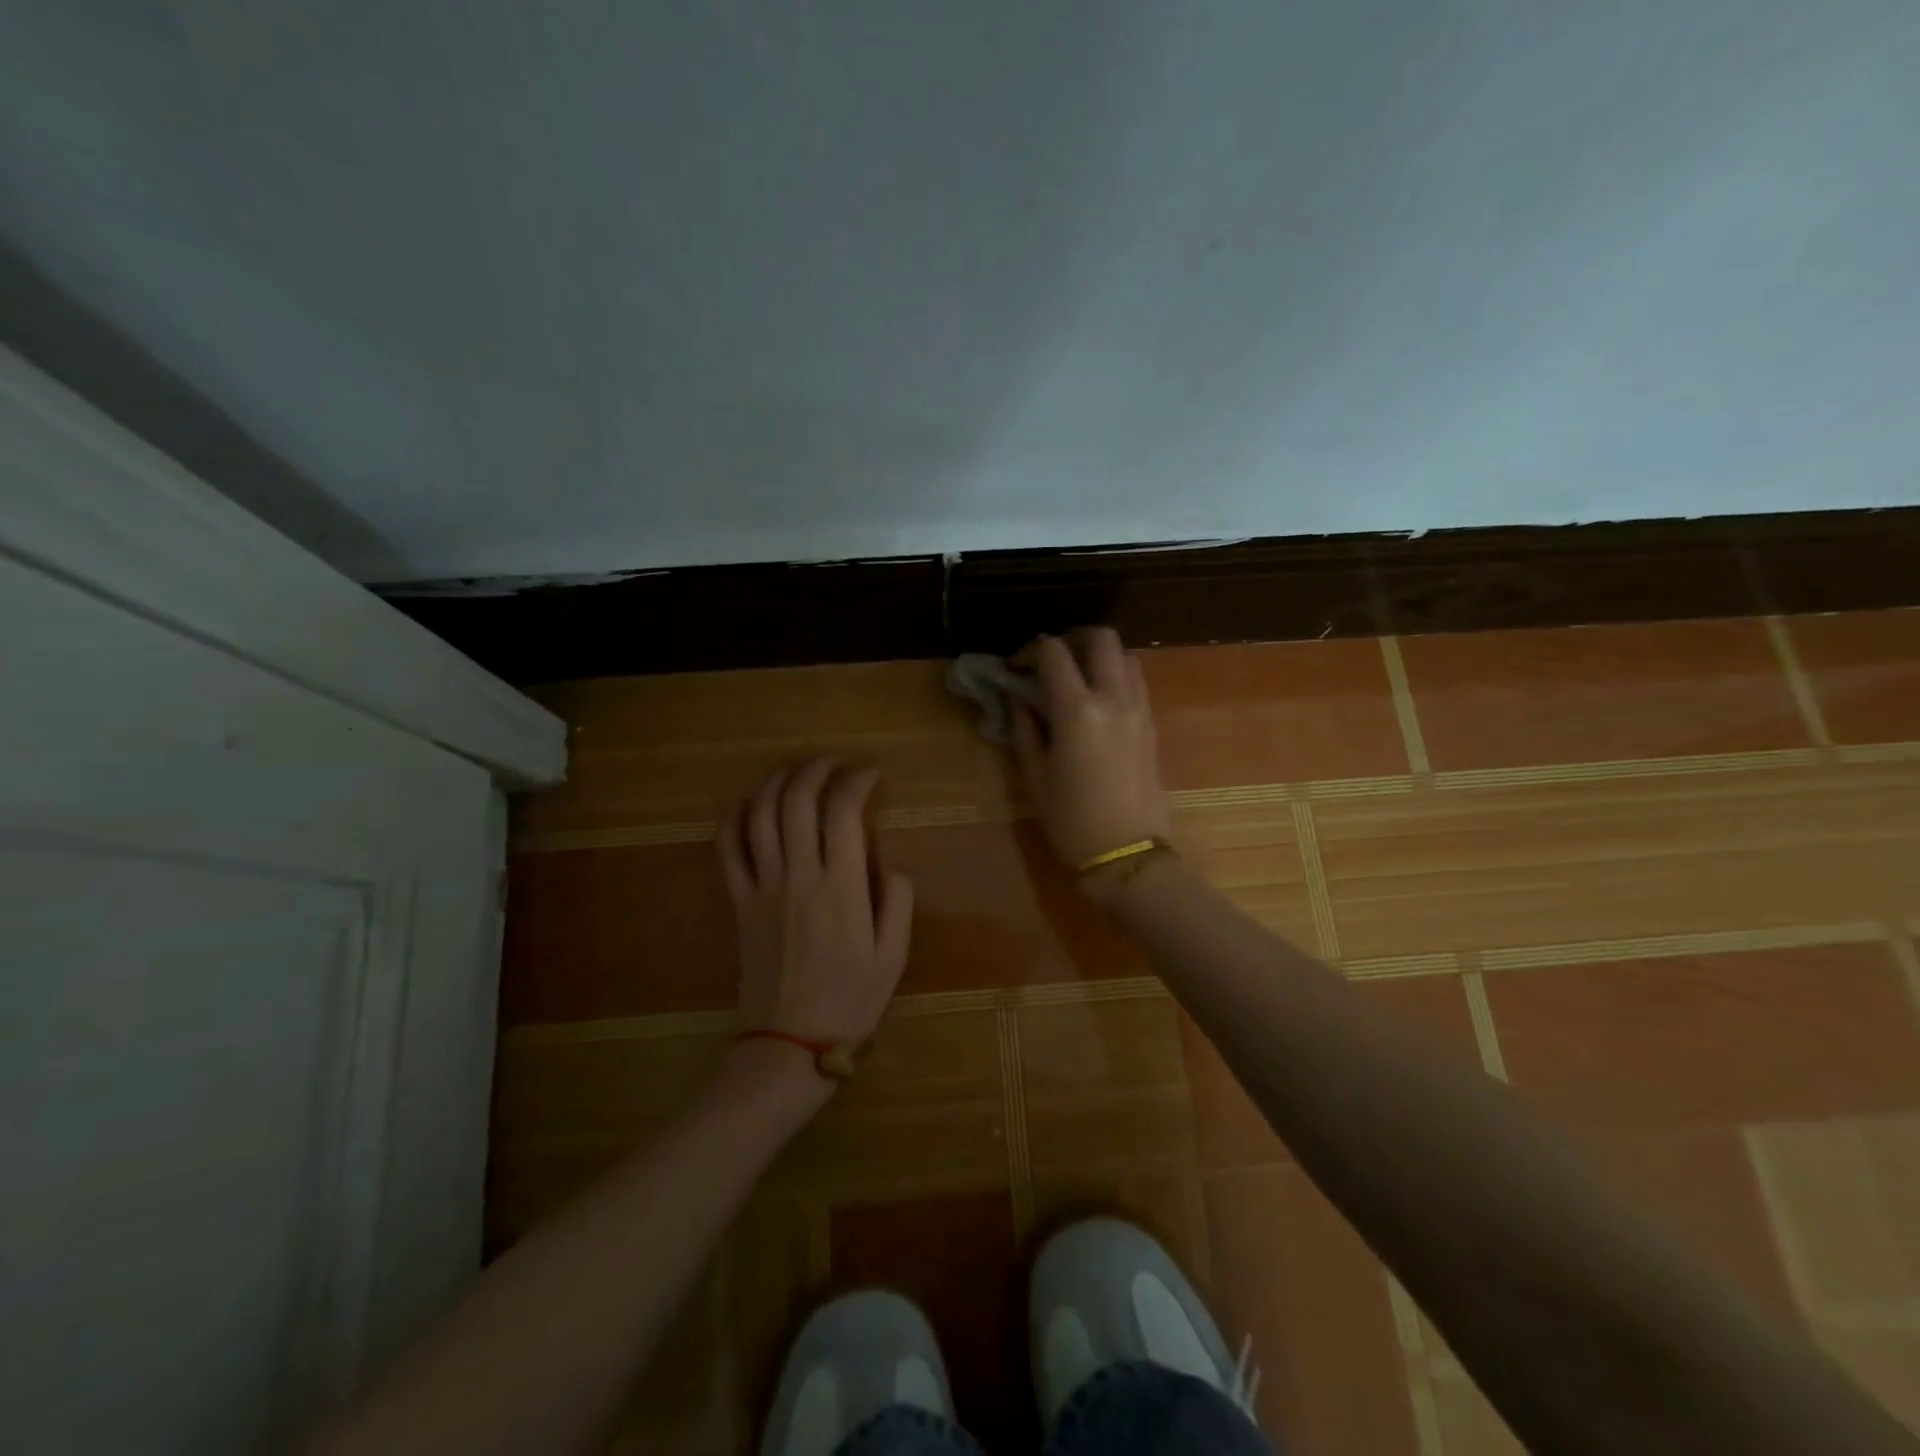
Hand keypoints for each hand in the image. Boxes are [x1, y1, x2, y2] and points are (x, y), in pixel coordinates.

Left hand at [719, 758, 914, 1048]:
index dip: (857, 781)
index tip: (870, 774)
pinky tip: (750, 805)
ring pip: (762, 815)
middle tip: (834, 763)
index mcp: (842, 886)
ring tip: (797, 772)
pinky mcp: (739, 901)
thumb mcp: (894, 955)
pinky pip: (727, 849)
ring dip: (778, 782)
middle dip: (817, 769)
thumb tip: (890, 860)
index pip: (844, 811)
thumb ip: (899, 899)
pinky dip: (736, 818)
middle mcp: (799, 875)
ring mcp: (763, 886)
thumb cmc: (850, 999)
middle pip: (798, 800)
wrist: (789, 1042)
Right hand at [1009, 628, 1172, 890]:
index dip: (1029, 651)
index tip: (1015, 669)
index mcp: (1078, 711)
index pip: (1054, 653)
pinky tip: (1097, 700)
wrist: (1128, 855)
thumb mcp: (1035, 776)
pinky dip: (1116, 674)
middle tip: (1050, 661)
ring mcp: (1139, 709)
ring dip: (1098, 654)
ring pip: (1125, 654)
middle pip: (1101, 637)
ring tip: (1076, 678)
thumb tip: (1016, 696)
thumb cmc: (1072, 821)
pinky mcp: (1152, 724)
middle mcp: (1114, 699)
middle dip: (1071, 638)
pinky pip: (1137, 680)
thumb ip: (1025, 727)